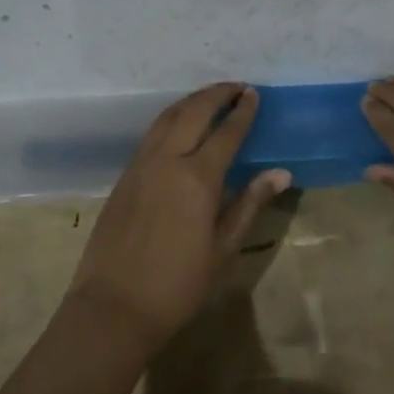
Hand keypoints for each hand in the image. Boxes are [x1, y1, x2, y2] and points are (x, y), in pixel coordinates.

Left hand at [67, 83, 291, 350]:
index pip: (226, 132)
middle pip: (193, 112)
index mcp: (197, 177)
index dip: (243, 112)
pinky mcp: (125, 175)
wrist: (114, 306)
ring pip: (167, 117)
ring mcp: (141, 164)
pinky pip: (152, 134)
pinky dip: (171, 118)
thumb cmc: (178, 285)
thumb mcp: (223, 248)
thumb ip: (249, 204)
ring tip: (211, 97)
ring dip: (192, 101)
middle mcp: (167, 160)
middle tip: (237, 87)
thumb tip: (280, 172)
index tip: (254, 95)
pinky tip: (180, 125)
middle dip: (217, 94)